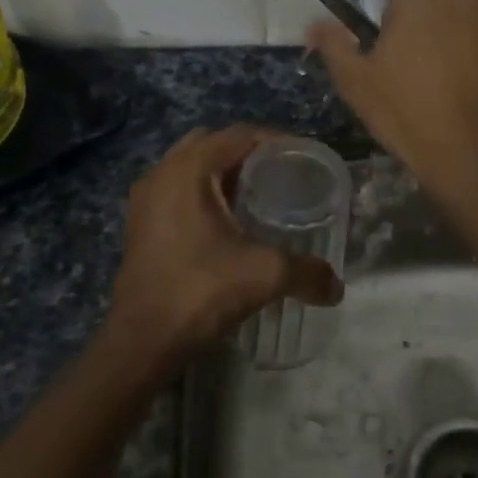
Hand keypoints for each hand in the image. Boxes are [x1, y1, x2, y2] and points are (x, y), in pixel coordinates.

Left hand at [103, 125, 341, 367]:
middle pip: (215, 144)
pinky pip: (178, 189)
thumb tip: (337, 288)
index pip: (240, 135)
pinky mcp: (140, 223)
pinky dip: (204, 193)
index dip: (277, 141)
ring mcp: (146, 198)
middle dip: (249, 154)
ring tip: (258, 196)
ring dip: (224, 173)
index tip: (305, 160)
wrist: (141, 342)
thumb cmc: (200, 292)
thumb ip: (307, 272)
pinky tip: (228, 222)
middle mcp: (162, 172)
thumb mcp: (264, 275)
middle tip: (282, 175)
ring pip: (193, 167)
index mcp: (189, 169)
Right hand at [307, 0, 477, 202]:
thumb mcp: (356, 83)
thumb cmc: (410, 114)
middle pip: (442, 5)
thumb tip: (313, 25)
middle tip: (423, 76)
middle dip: (433, 30)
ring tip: (459, 88)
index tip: (394, 62)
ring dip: (467, 42)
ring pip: (476, 23)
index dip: (394, 29)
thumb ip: (333, 46)